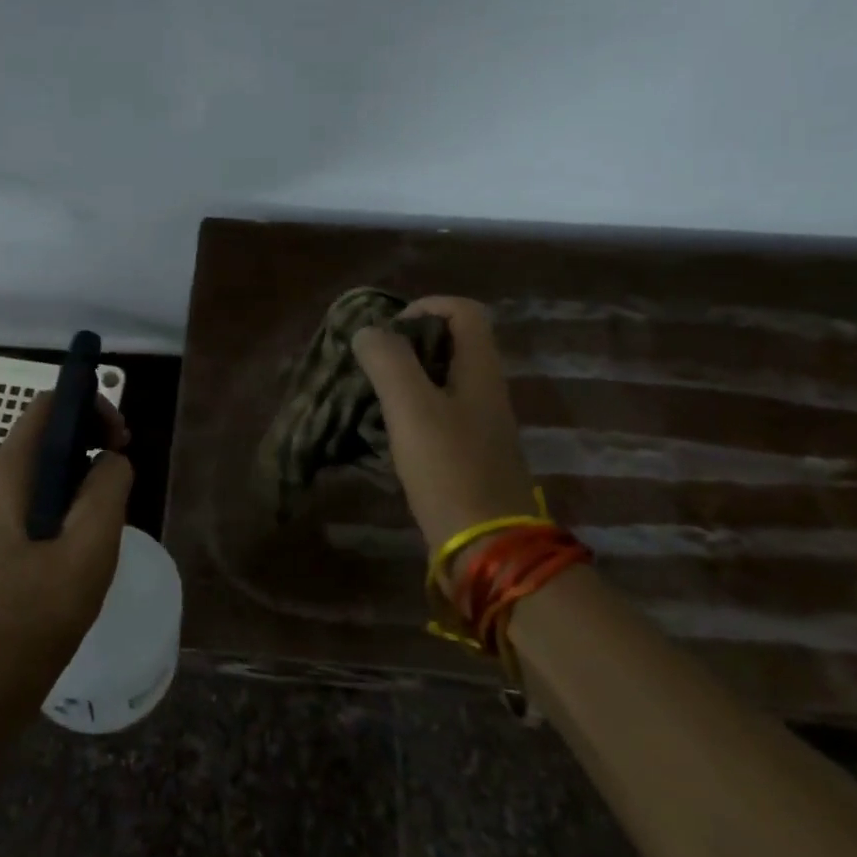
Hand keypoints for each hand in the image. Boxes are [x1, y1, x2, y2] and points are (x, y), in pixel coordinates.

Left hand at [0, 391, 133, 704]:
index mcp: (6, 473)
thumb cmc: (47, 603)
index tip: (121, 436)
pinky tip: (88, 518)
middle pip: (44, 430)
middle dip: (89, 434)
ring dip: (81, 463)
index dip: (89, 406)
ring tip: (112, 492)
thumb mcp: (93, 538)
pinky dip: (66, 486)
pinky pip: (35, 488)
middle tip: (123, 461)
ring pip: (42, 460)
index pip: (46, 407)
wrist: (2, 670)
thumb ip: (109, 483)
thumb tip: (111, 459)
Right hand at [351, 296, 534, 574]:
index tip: (388, 330)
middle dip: (408, 345)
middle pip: (452, 345)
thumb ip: (389, 361)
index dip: (426, 306)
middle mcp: (485, 391)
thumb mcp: (412, 409)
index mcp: (481, 371)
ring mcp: (479, 426)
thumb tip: (368, 332)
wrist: (488, 550)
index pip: (464, 312)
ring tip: (368, 396)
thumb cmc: (450, 470)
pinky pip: (437, 417)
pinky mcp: (468, 456)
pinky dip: (409, 414)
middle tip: (371, 364)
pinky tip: (382, 433)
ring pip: (441, 382)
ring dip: (405, 380)